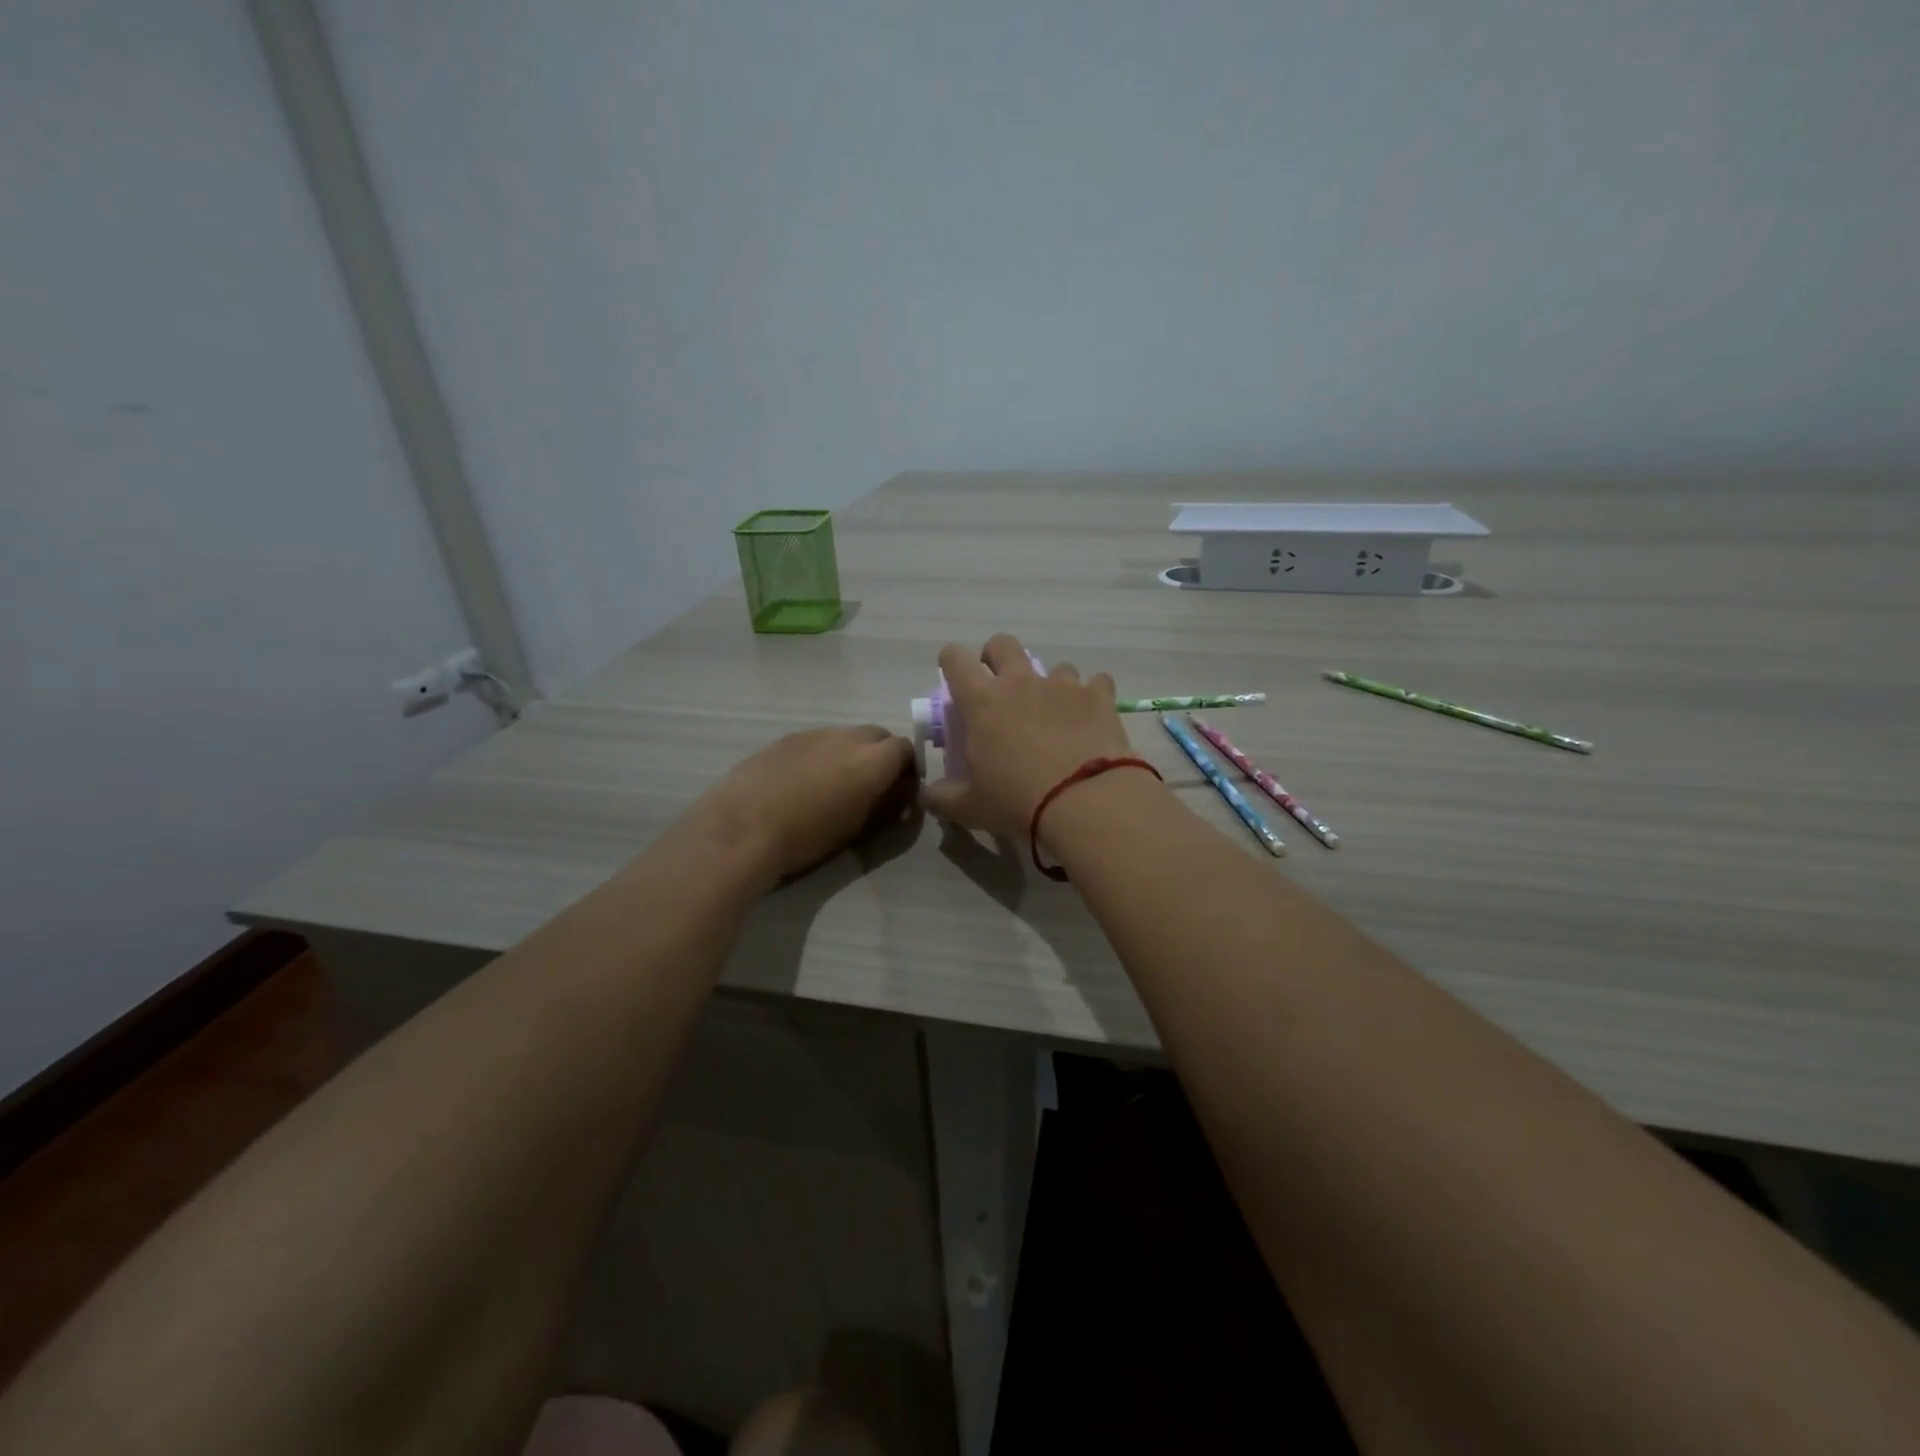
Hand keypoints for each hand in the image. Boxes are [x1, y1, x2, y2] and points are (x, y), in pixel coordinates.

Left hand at [696, 725, 917, 886]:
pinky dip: (821, 755)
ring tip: (832, 784)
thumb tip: (895, 795)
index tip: (898, 791)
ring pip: (845, 736)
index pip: (906, 749)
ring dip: (849, 753)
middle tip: (869, 786)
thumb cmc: (807, 837)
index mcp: (873, 760)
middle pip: (878, 736)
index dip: (906, 769)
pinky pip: (817, 740)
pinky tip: (802, 781)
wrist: (743, 828)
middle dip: (880, 756)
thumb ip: (884, 804)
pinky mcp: (786, 737)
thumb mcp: (857, 827)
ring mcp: (815, 733)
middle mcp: (849, 737)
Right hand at [920, 634, 1136, 839]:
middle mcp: (1021, 682)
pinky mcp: (1099, 696)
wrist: (1086, 802)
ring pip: (1054, 666)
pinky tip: (1090, 719)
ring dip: (1049, 684)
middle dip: (996, 657)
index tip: (953, 677)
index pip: (955, 660)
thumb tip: (928, 795)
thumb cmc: (1018, 802)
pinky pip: (1095, 682)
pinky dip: (1090, 696)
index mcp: (982, 701)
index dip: (951, 662)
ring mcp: (1063, 685)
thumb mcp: (971, 807)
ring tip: (1054, 714)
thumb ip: (943, 797)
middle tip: (1000, 687)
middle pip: (1003, 644)